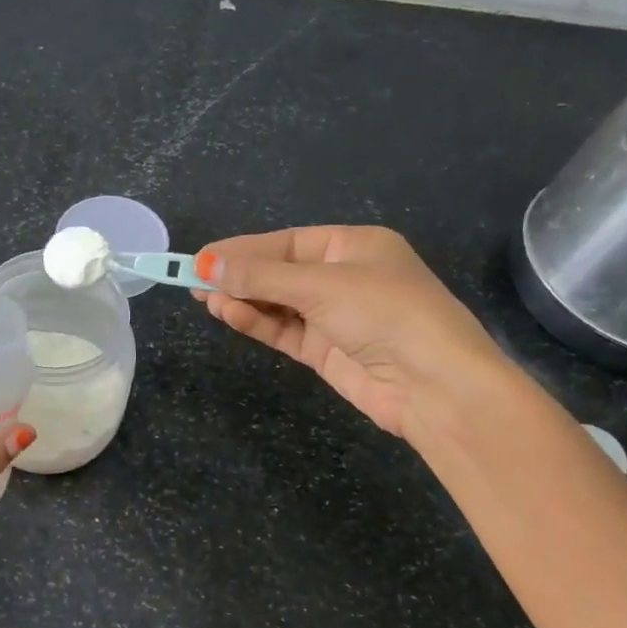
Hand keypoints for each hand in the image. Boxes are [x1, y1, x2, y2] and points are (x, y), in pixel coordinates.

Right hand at [194, 226, 513, 437]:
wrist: (434, 385)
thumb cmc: (385, 313)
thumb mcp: (321, 286)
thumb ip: (261, 277)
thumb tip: (205, 264)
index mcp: (353, 246)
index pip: (286, 242)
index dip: (242, 249)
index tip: (201, 257)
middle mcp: (344, 277)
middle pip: (279, 272)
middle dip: (239, 276)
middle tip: (192, 280)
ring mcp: (334, 316)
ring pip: (277, 303)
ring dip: (243, 300)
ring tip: (205, 299)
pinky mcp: (326, 350)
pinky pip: (283, 329)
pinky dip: (257, 322)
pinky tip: (228, 314)